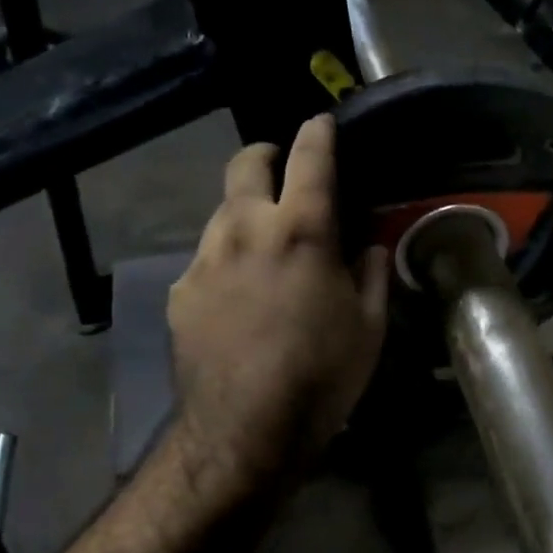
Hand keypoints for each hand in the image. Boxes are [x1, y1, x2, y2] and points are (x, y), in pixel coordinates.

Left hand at [166, 115, 389, 499]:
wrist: (244, 430)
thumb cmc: (321, 376)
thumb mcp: (370, 327)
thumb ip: (371, 274)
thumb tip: (368, 246)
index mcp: (300, 231)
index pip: (309, 159)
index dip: (317, 133)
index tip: (321, 122)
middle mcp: (245, 230)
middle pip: (245, 165)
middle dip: (266, 156)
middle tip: (282, 170)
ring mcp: (204, 259)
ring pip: (222, 212)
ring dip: (246, 213)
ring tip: (264, 246)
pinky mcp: (181, 292)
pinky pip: (206, 258)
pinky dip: (227, 260)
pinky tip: (239, 296)